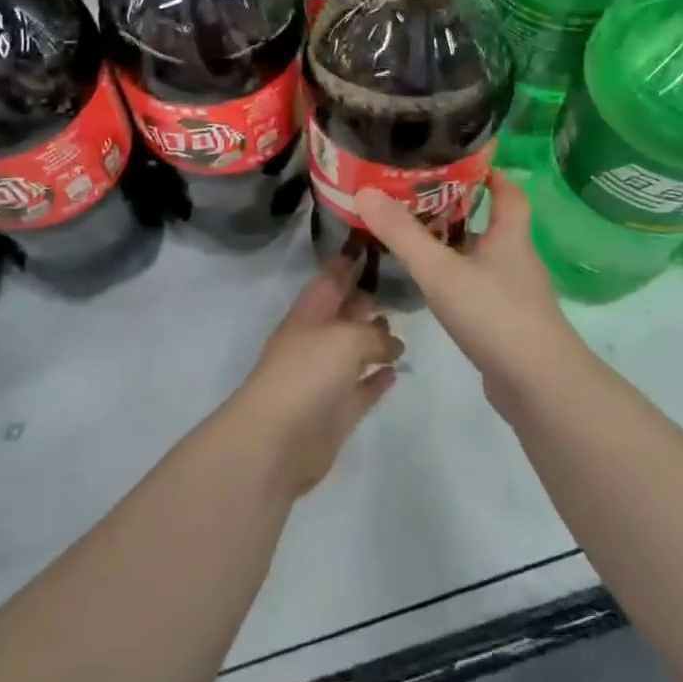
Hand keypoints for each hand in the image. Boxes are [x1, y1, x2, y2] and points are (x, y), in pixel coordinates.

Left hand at [226, 257, 404, 498]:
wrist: (277, 440)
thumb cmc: (308, 372)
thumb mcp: (348, 337)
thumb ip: (375, 334)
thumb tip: (392, 343)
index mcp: (311, 312)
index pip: (332, 277)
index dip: (350, 261)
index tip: (375, 242)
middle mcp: (317, 339)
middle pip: (346, 313)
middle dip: (368, 299)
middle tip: (403, 286)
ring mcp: (326, 377)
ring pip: (355, 351)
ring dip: (376, 340)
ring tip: (404, 328)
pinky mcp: (337, 411)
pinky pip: (362, 388)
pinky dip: (377, 379)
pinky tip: (397, 371)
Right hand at [354, 174, 586, 404]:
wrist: (539, 386)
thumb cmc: (494, 314)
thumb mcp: (440, 269)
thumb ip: (402, 234)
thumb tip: (365, 192)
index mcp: (510, 236)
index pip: (509, 192)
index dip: (490, 173)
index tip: (461, 160)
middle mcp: (517, 260)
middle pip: (492, 223)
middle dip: (460, 208)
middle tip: (418, 198)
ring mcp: (515, 295)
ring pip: (483, 258)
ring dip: (455, 246)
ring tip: (415, 238)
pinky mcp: (507, 324)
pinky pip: (479, 288)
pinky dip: (457, 280)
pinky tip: (432, 288)